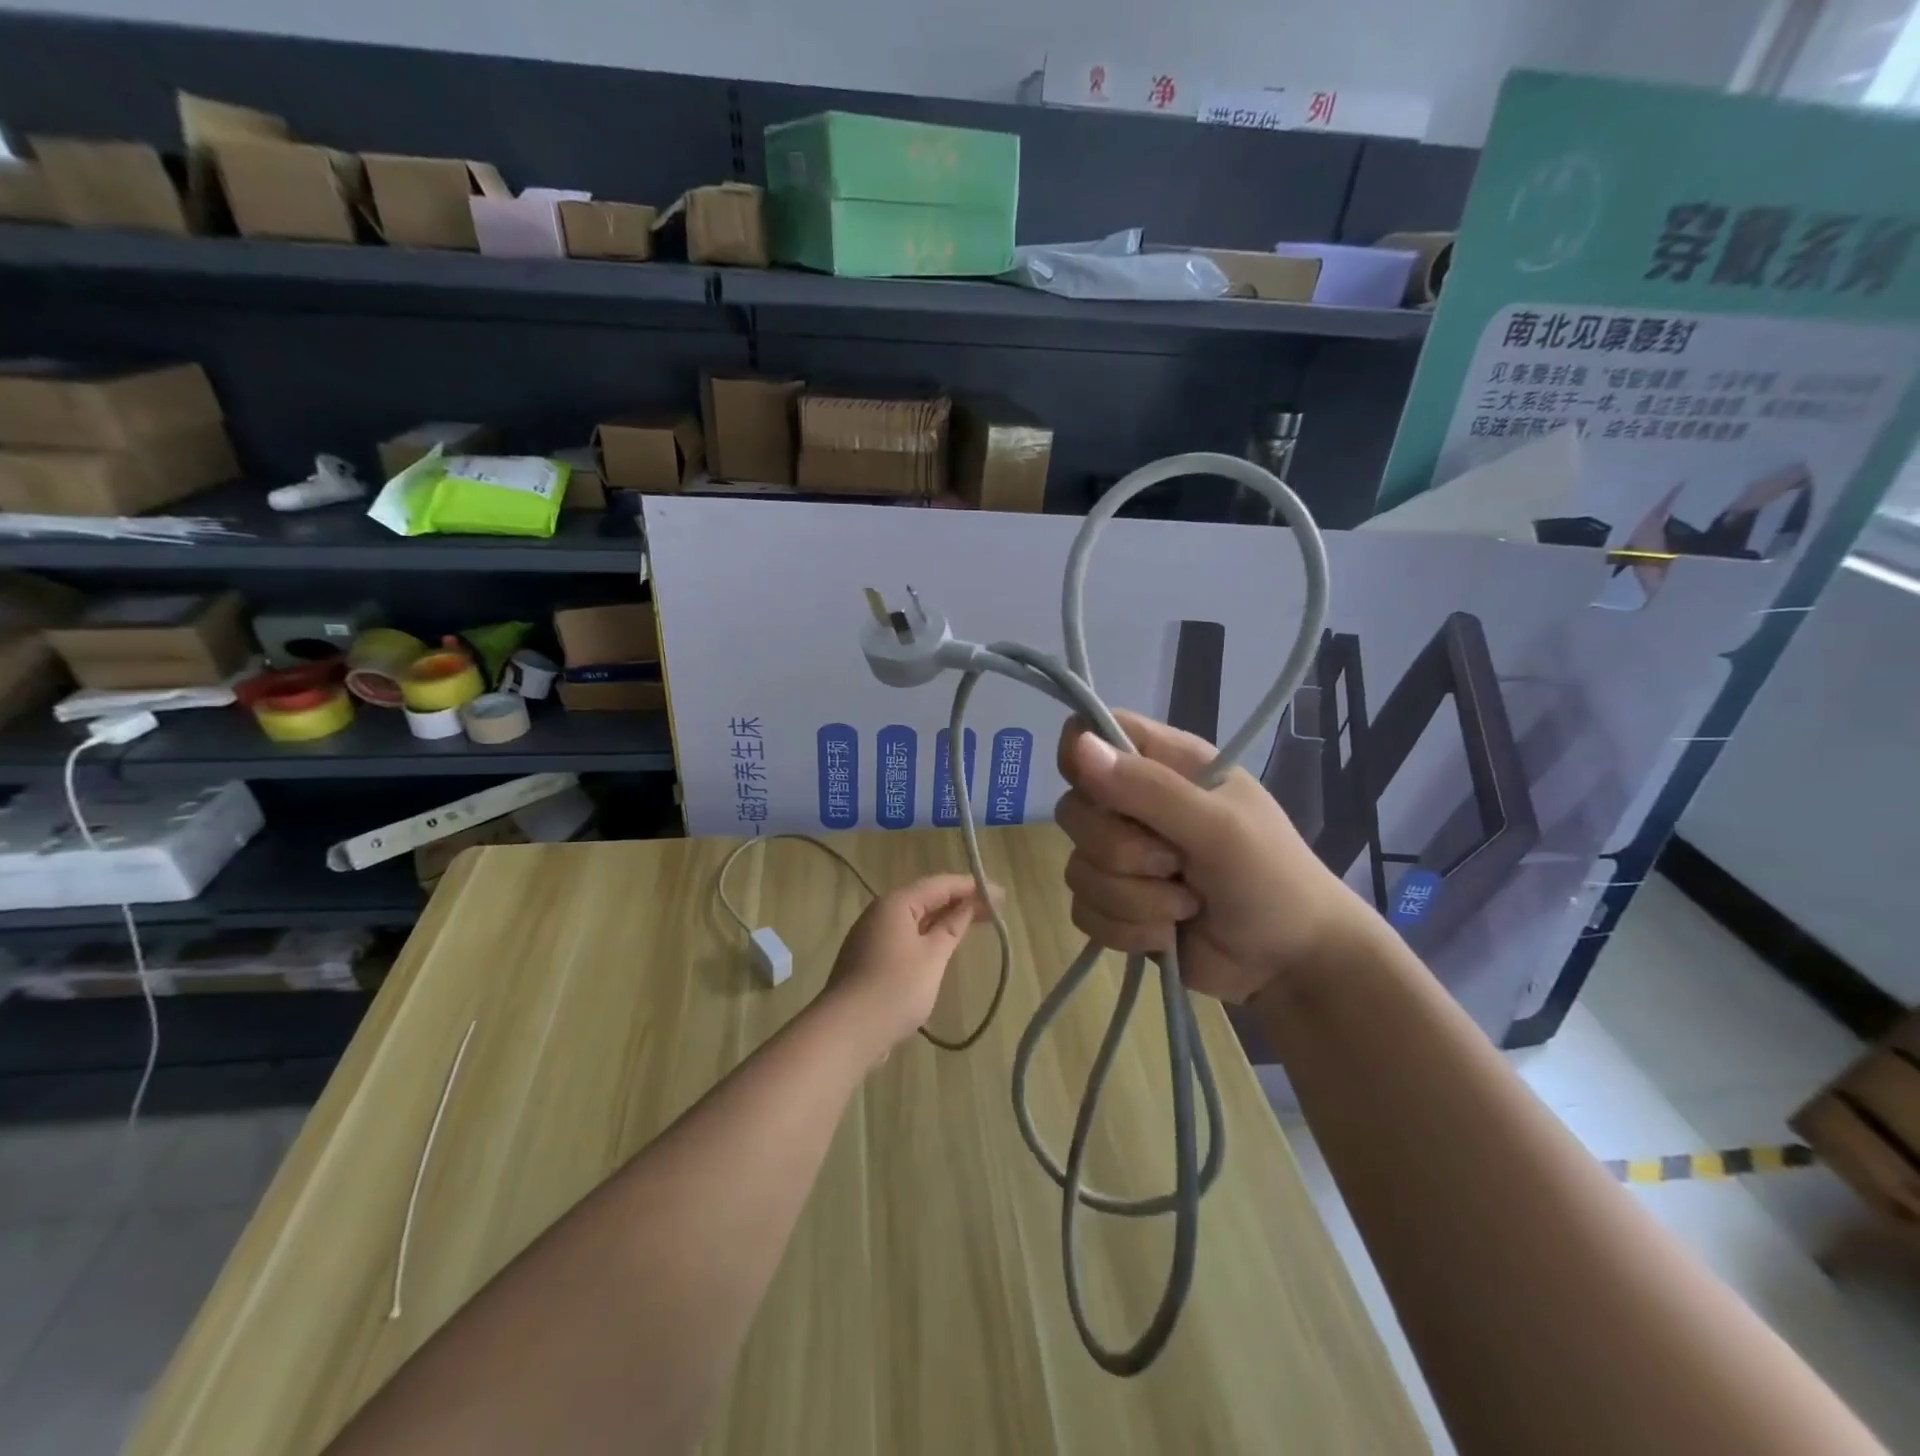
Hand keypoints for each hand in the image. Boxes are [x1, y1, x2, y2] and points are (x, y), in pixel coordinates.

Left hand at [823, 874, 999, 1058]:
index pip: (940, 884)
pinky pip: (906, 936)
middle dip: (960, 902)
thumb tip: (967, 906)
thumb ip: (952, 928)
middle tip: (994, 910)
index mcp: (896, 904)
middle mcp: (881, 912)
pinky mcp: (869, 958)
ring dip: (945, 919)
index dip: (972, 887)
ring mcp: (872, 936)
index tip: (1000, 894)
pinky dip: (928, 936)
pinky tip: (943, 946)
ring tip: (974, 924)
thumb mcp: (932, 957)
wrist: (847, 1031)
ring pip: (916, 919)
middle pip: (927, 899)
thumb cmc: (896, 988)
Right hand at [1054, 710, 1377, 1003]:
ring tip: (1186, 905)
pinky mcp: (1116, 905)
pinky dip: (1126, 930)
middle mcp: (1136, 804)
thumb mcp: (1218, 828)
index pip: (1092, 733)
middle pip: (1074, 809)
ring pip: (1078, 868)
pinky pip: (1084, 910)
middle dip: (1121, 851)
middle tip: (1176, 863)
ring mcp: (1123, 858)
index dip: (1081, 756)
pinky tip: (1166, 934)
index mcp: (1166, 764)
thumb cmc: (1272, 880)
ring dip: (1134, 899)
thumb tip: (1079, 746)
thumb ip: (1148, 788)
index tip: (1097, 791)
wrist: (1291, 966)